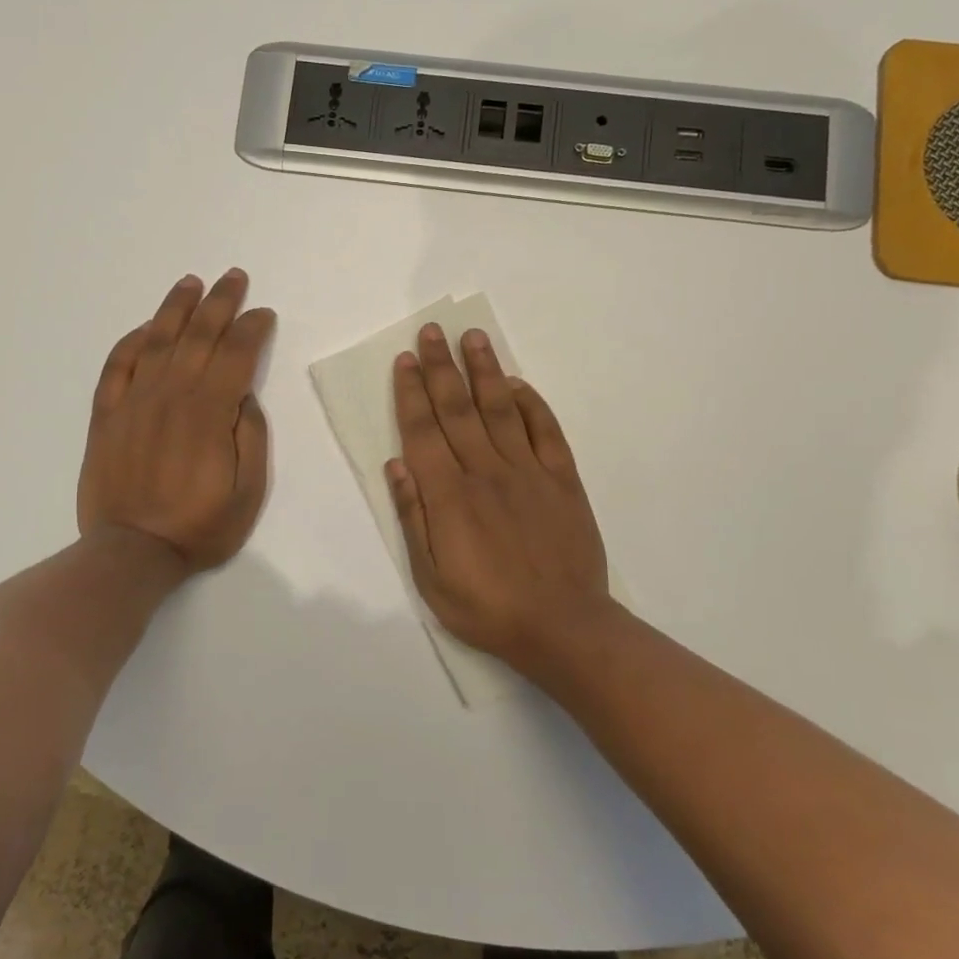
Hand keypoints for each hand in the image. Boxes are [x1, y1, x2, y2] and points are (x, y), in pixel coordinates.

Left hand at [78, 269, 276, 572]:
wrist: (131, 552)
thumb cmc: (199, 527)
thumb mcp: (248, 492)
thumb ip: (250, 437)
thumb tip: (243, 396)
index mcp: (208, 413)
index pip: (235, 354)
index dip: (252, 329)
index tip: (263, 314)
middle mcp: (171, 396)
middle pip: (198, 336)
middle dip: (220, 303)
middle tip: (234, 277)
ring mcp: (134, 402)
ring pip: (156, 341)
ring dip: (175, 308)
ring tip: (191, 284)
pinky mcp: (107, 415)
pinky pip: (116, 366)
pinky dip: (130, 342)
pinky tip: (145, 328)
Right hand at [387, 324, 609, 667]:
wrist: (562, 627)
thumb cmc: (486, 608)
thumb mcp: (431, 577)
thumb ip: (413, 517)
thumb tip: (396, 464)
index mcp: (449, 495)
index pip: (423, 431)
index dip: (412, 392)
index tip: (406, 360)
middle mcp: (485, 471)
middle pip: (458, 408)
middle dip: (442, 367)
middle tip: (432, 330)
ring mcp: (528, 472)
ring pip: (501, 409)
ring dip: (485, 370)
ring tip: (473, 337)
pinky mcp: (562, 480)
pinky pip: (545, 431)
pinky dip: (531, 404)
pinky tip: (517, 384)